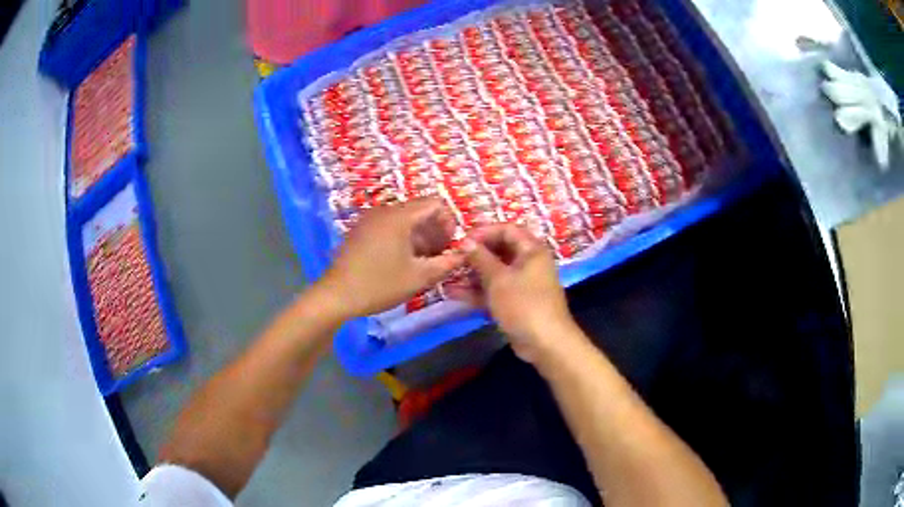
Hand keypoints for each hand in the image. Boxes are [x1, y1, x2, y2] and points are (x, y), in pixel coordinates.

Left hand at [319, 197, 464, 318]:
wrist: (336, 295)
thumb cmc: (380, 285)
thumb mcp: (419, 277)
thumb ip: (446, 263)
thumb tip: (465, 253)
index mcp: (399, 216)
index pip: (435, 203)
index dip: (448, 222)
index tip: (449, 245)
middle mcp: (384, 211)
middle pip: (419, 211)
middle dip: (434, 231)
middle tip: (439, 256)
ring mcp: (369, 220)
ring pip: (403, 220)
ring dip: (419, 237)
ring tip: (422, 262)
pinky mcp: (359, 231)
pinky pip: (388, 227)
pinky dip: (401, 239)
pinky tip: (400, 262)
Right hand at [452, 224, 579, 362]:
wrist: (545, 343)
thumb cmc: (524, 304)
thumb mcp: (499, 279)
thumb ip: (481, 258)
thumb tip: (465, 241)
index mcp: (531, 250)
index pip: (507, 229)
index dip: (484, 232)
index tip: (461, 239)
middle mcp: (529, 263)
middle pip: (500, 251)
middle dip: (476, 255)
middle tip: (453, 258)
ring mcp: (522, 284)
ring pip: (495, 272)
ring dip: (473, 274)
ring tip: (449, 276)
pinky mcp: (516, 303)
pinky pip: (495, 291)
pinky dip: (478, 291)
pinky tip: (454, 293)